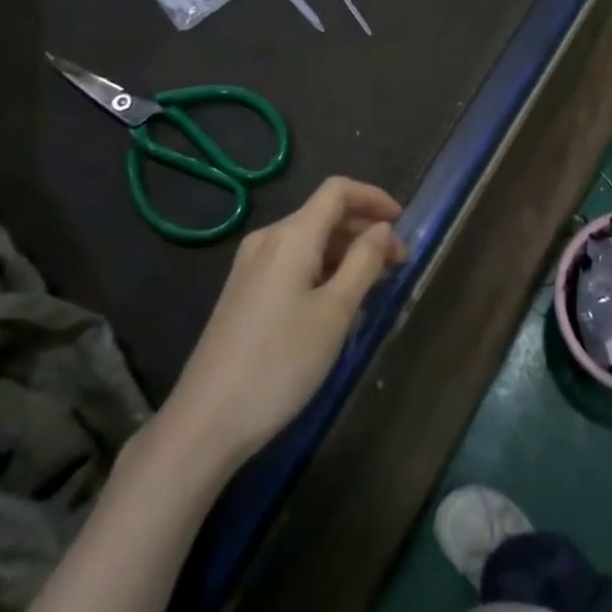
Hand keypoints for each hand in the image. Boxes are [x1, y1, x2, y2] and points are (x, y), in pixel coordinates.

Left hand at [148, 177, 404, 473]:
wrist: (206, 421)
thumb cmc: (280, 363)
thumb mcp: (336, 312)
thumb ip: (364, 262)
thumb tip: (383, 228)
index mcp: (291, 236)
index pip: (337, 190)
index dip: (374, 197)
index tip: (404, 223)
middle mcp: (267, 239)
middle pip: (323, 214)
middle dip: (364, 230)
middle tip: (397, 265)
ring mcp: (250, 266)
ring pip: (308, 240)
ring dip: (345, 252)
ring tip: (373, 287)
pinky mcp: (243, 292)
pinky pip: (292, 263)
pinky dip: (322, 269)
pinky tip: (336, 304)